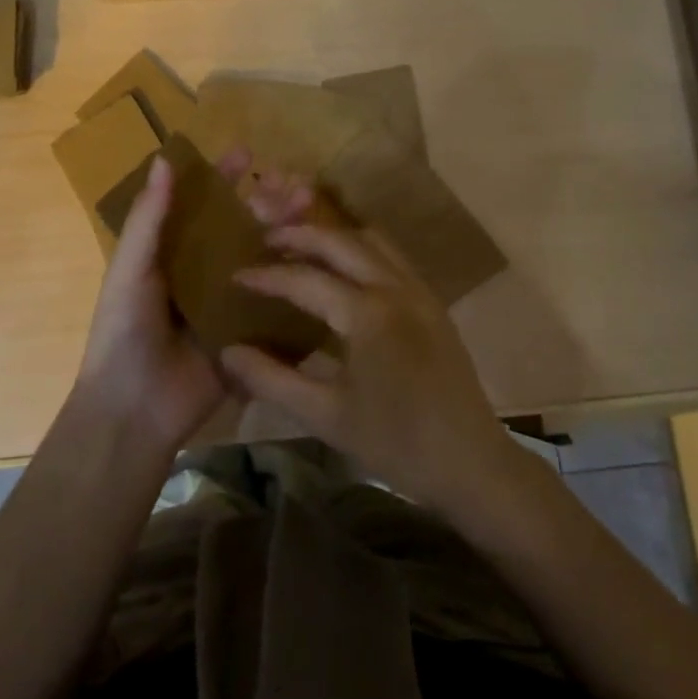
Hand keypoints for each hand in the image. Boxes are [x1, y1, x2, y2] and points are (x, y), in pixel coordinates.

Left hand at [72, 149, 314, 456]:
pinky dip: (298, 280)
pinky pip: (277, 302)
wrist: (134, 408)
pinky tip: (323, 260)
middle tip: (297, 186)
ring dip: (289, 233)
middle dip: (269, 203)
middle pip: (243, 228)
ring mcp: (231, 303)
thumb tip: (164, 159)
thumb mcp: (131, 269)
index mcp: (174, 253)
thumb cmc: (124, 331)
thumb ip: (149, 218)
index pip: (203, 206)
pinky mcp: (251, 334)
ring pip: (265, 259)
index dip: (223, 178)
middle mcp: (205, 272)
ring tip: (312, 209)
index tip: (248, 154)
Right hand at [219, 223, 519, 513]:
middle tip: (266, 240)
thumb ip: (272, 379)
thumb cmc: (394, 443)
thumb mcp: (325, 416)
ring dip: (335, 238)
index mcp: (367, 313)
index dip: (267, 276)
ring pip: (373, 241)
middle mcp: (395, 288)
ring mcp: (420, 291)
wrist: (470, 463)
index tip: (236, 275)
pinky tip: (346, 272)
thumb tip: (228, 352)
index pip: (305, 279)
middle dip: (301, 235)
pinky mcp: (434, 303)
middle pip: (341, 241)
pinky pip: (393, 258)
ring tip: (303, 249)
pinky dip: (363, 250)